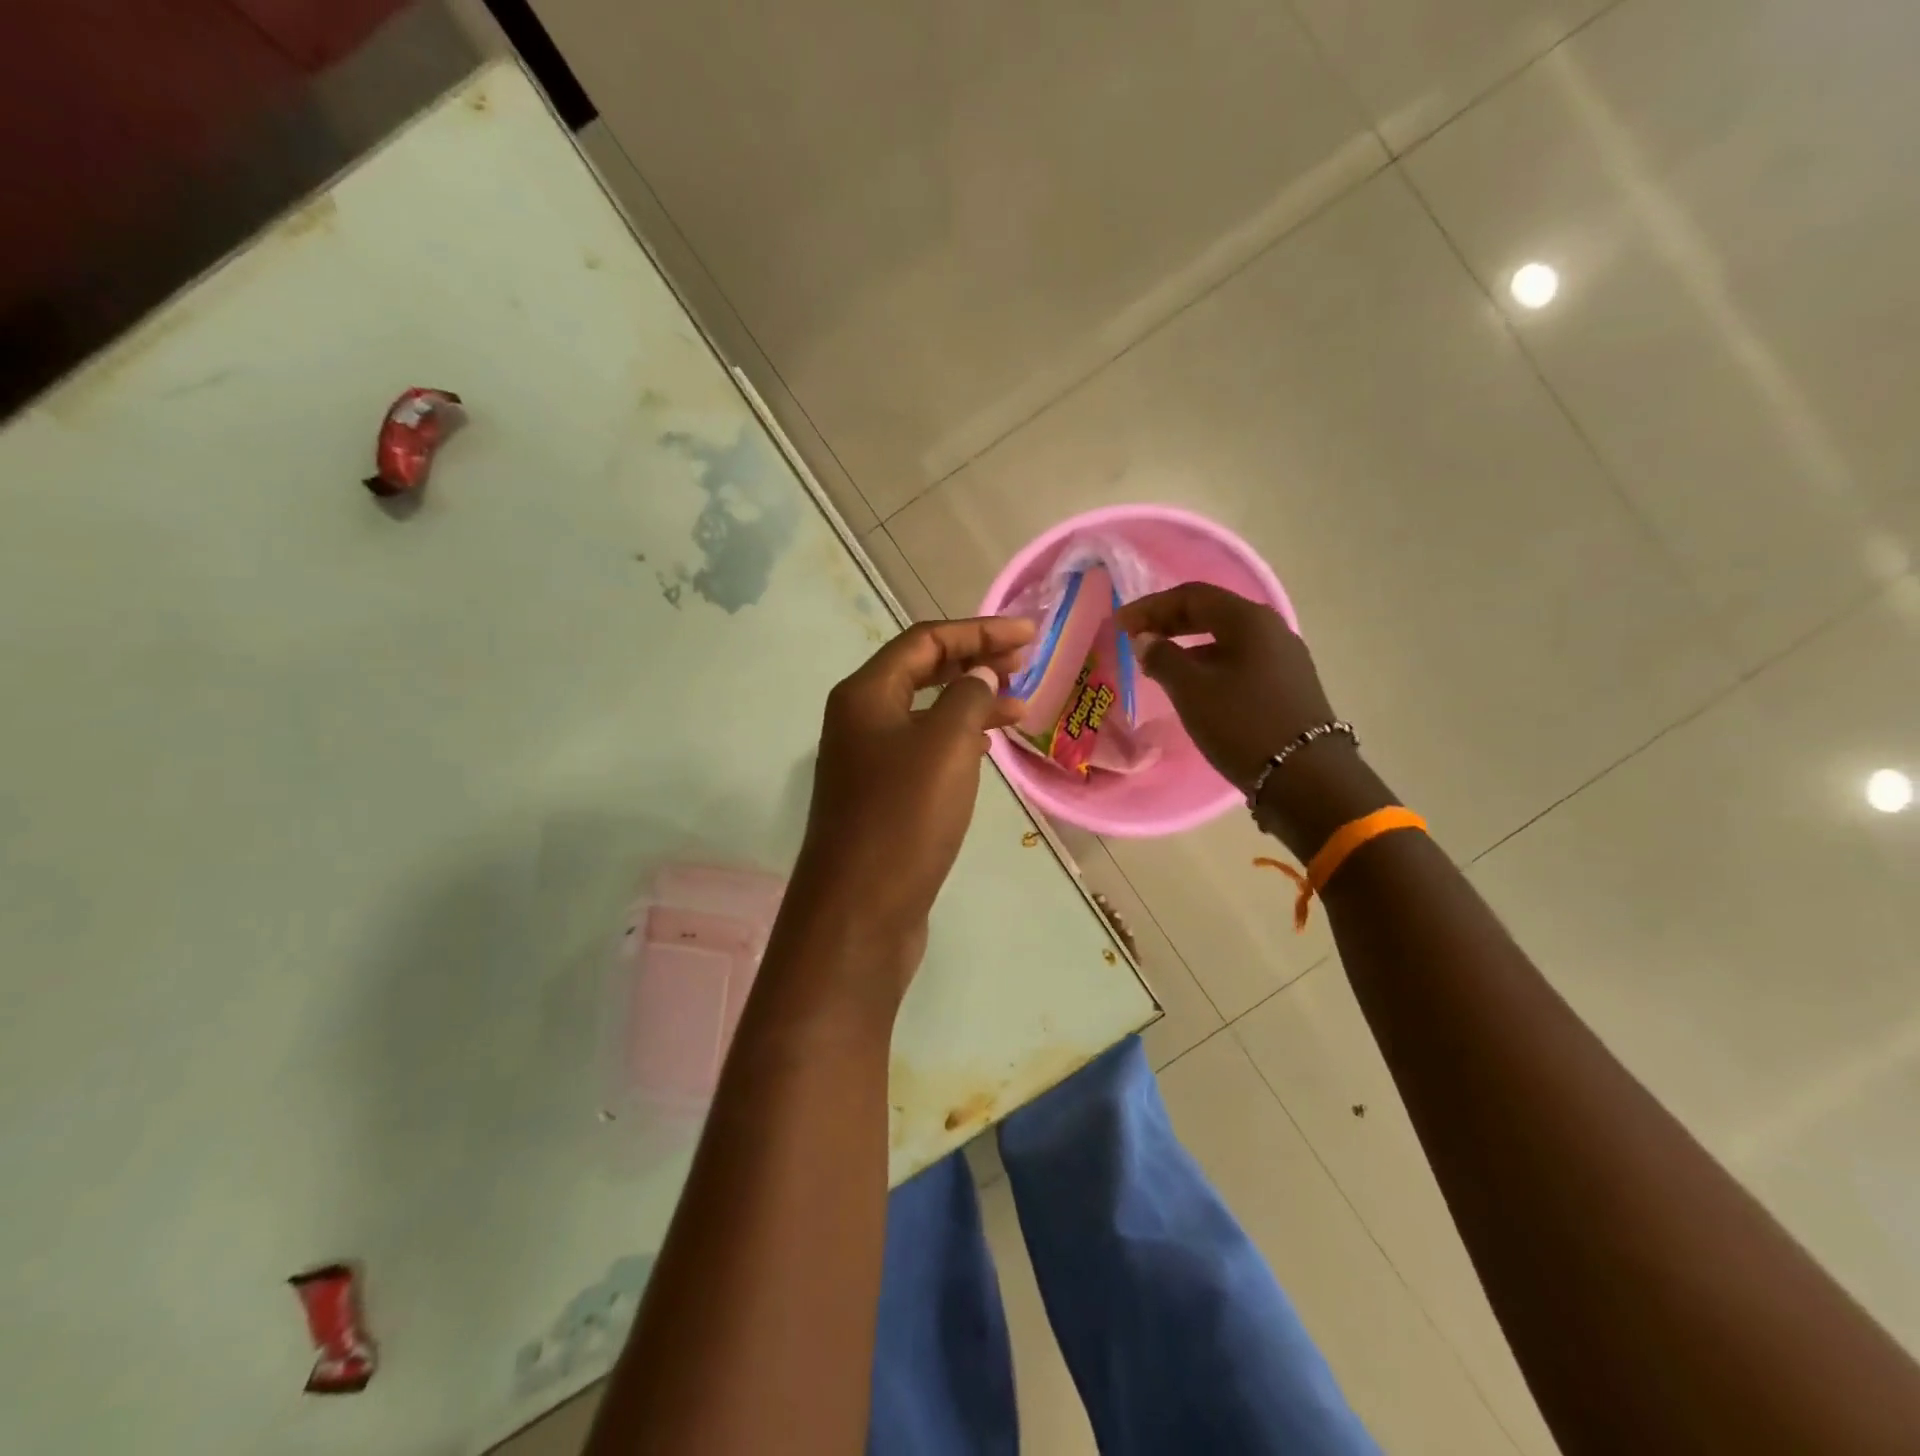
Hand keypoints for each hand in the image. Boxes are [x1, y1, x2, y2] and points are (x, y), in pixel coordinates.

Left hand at [783, 616, 1034, 1001]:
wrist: (860, 911)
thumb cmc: (904, 818)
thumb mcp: (946, 744)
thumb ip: (969, 697)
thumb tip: (981, 677)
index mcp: (865, 694)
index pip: (926, 641)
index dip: (980, 631)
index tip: (1030, 635)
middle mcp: (859, 720)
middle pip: (922, 671)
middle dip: (975, 661)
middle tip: (1025, 665)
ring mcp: (867, 761)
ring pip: (925, 713)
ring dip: (970, 702)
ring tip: (1018, 707)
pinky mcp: (881, 798)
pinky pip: (924, 749)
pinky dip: (957, 739)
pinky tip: (985, 748)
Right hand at [1116, 582, 1337, 792]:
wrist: (1305, 776)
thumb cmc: (1242, 724)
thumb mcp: (1191, 690)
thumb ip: (1163, 658)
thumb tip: (1147, 640)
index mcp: (1248, 620)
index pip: (1192, 596)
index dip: (1151, 607)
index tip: (1120, 623)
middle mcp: (1271, 629)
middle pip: (1212, 612)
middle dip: (1170, 621)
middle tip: (1136, 636)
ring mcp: (1283, 657)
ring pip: (1226, 638)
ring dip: (1188, 643)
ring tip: (1158, 662)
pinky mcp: (1287, 684)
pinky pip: (1240, 660)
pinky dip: (1209, 663)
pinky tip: (1193, 684)